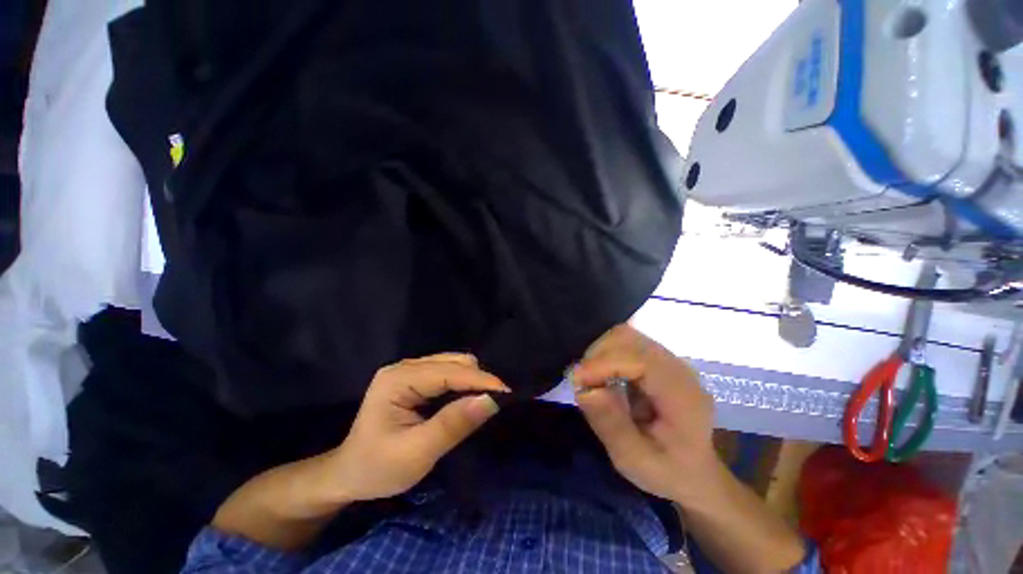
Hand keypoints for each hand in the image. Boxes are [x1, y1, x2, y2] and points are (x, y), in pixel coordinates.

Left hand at [326, 353, 508, 502]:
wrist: (349, 474)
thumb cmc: (378, 468)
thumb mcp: (417, 453)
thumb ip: (453, 425)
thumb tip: (490, 401)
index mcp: (398, 380)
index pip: (448, 372)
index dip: (480, 380)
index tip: (507, 392)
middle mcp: (404, 367)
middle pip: (453, 362)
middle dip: (478, 379)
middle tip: (496, 402)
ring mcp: (409, 370)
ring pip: (453, 364)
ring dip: (472, 380)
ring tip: (485, 401)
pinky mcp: (415, 378)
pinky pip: (448, 372)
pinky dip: (463, 383)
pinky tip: (467, 398)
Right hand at [573, 325, 716, 502]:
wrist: (697, 472)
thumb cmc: (668, 472)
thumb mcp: (635, 461)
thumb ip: (611, 425)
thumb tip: (584, 389)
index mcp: (681, 394)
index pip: (637, 358)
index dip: (603, 364)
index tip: (578, 383)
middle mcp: (677, 368)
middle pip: (628, 338)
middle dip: (597, 355)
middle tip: (582, 382)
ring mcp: (669, 360)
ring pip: (625, 335)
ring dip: (600, 352)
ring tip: (591, 378)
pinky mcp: (659, 360)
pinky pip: (627, 343)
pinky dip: (607, 353)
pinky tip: (603, 374)